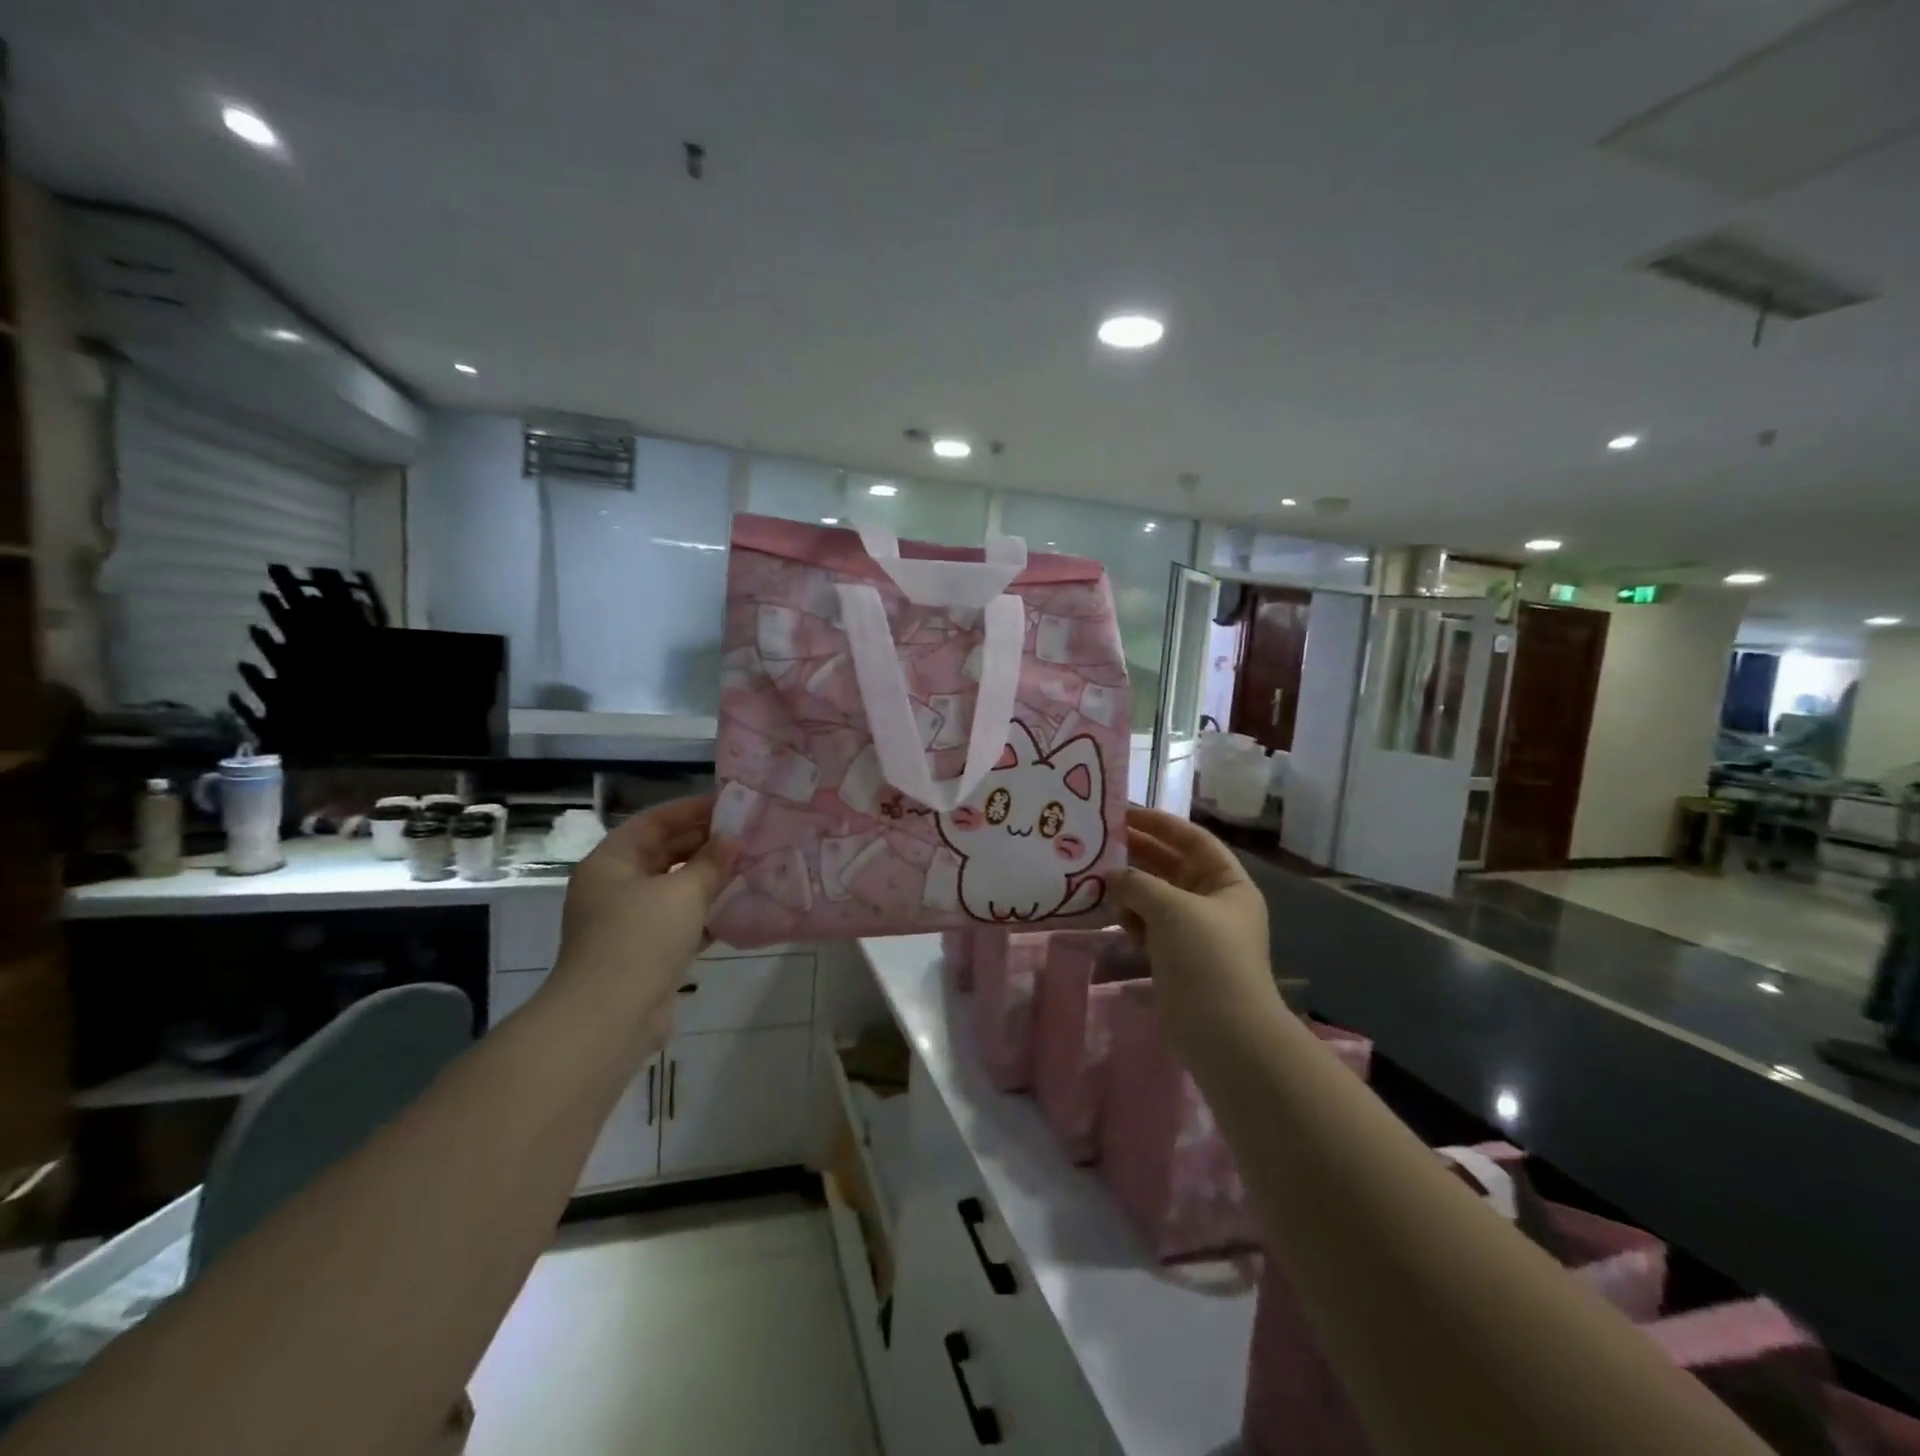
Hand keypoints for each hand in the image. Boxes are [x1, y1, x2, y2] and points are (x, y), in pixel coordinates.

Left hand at [550, 796, 736, 1039]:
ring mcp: (626, 921)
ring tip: (748, 866)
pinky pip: (677, 919)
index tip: (731, 806)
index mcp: (611, 862)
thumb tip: (733, 840)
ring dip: (707, 878)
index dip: (692, 810)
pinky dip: (703, 912)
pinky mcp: (643, 951)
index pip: (654, 822)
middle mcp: (614, 886)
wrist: (610, 1017)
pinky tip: (736, 907)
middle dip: (704, 844)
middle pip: (663, 852)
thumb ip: (711, 862)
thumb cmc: (641, 938)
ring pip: (672, 887)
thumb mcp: (683, 892)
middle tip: (747, 836)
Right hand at [1116, 807, 1278, 1050]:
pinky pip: (1146, 924)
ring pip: (1155, 895)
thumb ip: (1137, 883)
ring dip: (1128, 886)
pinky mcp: (1173, 956)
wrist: (1223, 1033)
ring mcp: (1192, 931)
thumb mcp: (1172, 908)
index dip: (1159, 823)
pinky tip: (1105, 910)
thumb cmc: (1206, 957)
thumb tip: (1111, 875)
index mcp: (1227, 883)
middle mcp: (1212, 901)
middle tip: (1097, 839)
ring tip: (1093, 874)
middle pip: (1171, 865)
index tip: (1122, 813)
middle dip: (1137, 852)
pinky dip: (1128, 915)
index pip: (1192, 840)